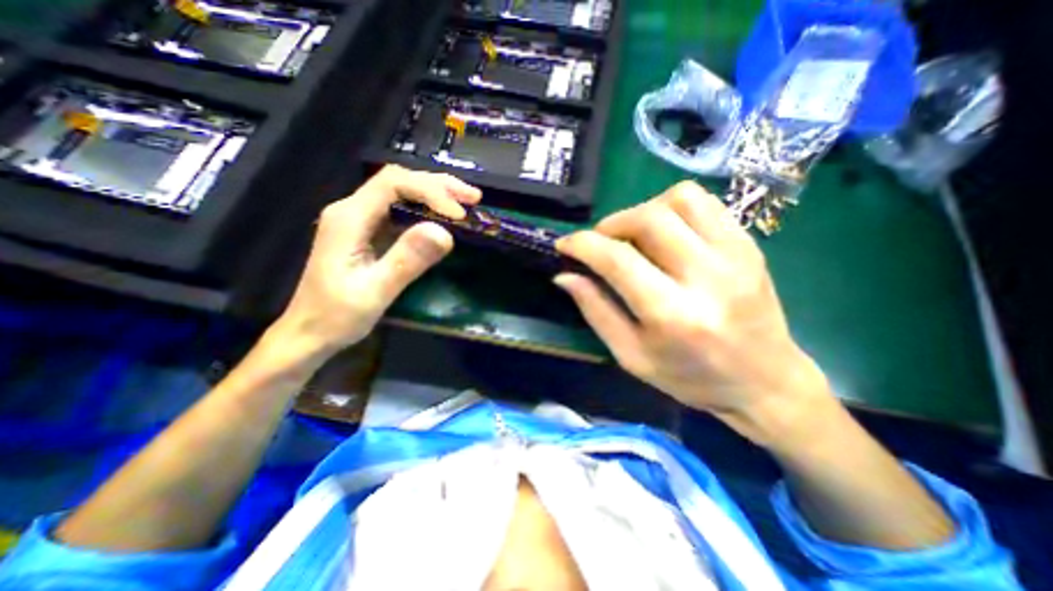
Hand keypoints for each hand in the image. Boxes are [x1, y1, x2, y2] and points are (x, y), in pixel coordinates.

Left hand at [272, 165, 481, 354]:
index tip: (459, 214)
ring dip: (435, 194)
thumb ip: (407, 261)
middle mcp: (352, 210)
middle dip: (438, 186)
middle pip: (398, 181)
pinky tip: (443, 218)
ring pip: (400, 192)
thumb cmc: (337, 316)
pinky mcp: (367, 232)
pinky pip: (400, 210)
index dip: (431, 192)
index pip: (393, 183)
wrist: (310, 332)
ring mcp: (359, 220)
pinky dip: (426, 210)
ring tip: (465, 203)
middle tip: (473, 198)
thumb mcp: (375, 292)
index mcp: (349, 218)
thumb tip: (444, 232)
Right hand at [554, 182, 835, 446]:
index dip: (583, 245)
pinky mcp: (748, 245)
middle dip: (611, 224)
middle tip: (601, 243)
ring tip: (635, 236)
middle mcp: (706, 277)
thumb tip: (565, 276)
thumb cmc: (690, 378)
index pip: (618, 260)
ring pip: (679, 199)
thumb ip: (596, 311)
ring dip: (644, 210)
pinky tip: (665, 233)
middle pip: (648, 218)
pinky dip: (673, 208)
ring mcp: (735, 255)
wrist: (765, 382)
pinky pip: (705, 203)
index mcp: (672, 315)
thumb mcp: (631, 356)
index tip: (564, 244)